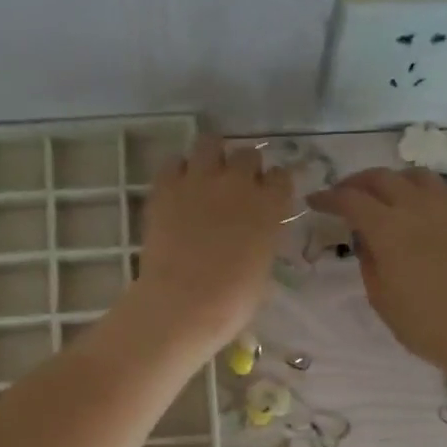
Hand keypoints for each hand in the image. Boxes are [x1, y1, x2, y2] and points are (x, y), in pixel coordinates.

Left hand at [129, 134, 292, 353]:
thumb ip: (262, 242)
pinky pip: (174, 162)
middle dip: (244, 169)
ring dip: (211, 157)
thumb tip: (253, 237)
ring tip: (205, 177)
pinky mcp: (166, 187)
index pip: (281, 177)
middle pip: (247, 155)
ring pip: (210, 143)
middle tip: (235, 190)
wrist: (183, 304)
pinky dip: (178, 171)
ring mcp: (200, 180)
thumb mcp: (262, 271)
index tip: (267, 198)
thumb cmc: (232, 302)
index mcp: (270, 207)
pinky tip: (178, 189)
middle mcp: (239, 183)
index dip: (273, 187)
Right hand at [309, 168, 446, 378]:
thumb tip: (366, 238)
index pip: (350, 199)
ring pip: (415, 176)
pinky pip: (442, 191)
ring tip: (385, 195)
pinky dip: (422, 192)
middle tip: (345, 195)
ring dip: (392, 180)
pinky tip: (420, 209)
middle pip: (380, 178)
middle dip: (356, 182)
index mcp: (388, 228)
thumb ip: (368, 260)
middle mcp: (416, 207)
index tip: (315, 201)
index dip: (328, 197)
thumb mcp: (380, 297)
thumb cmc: (423, 323)